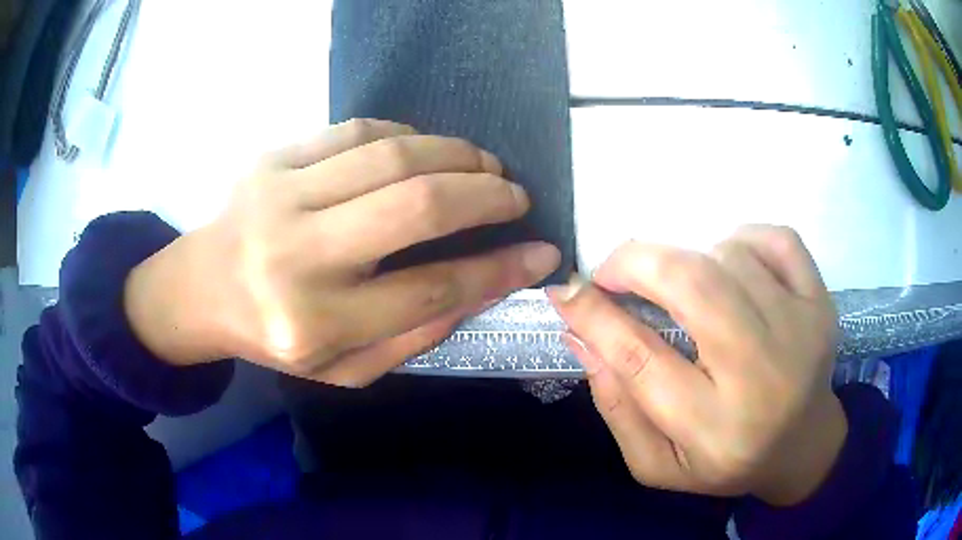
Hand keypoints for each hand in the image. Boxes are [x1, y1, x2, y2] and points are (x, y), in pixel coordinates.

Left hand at [125, 119, 559, 386]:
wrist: (200, 290)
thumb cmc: (274, 338)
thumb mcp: (344, 370)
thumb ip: (413, 335)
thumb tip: (481, 286)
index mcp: (317, 324)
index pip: (430, 290)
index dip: (498, 269)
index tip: (541, 252)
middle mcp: (297, 257)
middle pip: (415, 207)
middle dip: (485, 195)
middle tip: (515, 194)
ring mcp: (278, 196)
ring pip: (390, 156)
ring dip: (455, 153)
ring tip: (485, 164)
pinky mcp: (270, 158)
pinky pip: (354, 130)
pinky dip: (406, 135)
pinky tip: (427, 149)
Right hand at [549, 226, 845, 505]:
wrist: (801, 445)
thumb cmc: (725, 461)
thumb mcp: (657, 463)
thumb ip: (616, 407)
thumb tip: (580, 334)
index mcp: (713, 430)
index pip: (641, 360)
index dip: (594, 316)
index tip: (565, 291)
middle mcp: (762, 376)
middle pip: (695, 287)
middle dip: (637, 263)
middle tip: (612, 271)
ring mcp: (801, 330)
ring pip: (730, 256)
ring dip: (689, 258)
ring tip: (682, 287)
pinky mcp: (821, 302)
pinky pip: (776, 239)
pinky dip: (742, 238)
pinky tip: (732, 265)